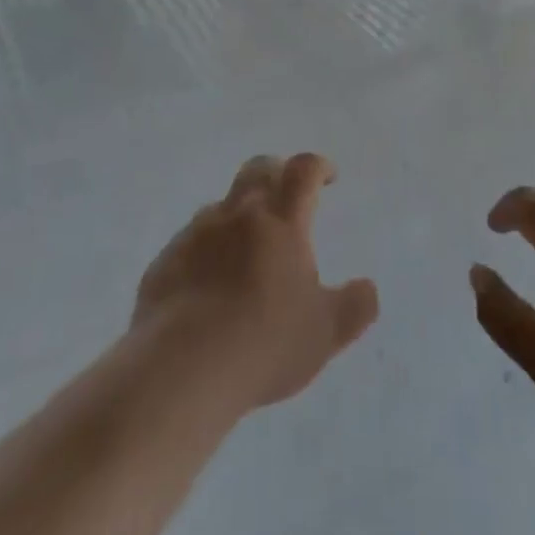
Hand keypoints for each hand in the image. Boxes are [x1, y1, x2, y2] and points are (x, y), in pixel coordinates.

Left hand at [133, 153, 378, 412]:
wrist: (182, 368)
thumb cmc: (264, 343)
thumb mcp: (325, 334)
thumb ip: (353, 307)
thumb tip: (368, 288)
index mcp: (282, 221)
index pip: (303, 171)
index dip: (318, 166)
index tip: (327, 176)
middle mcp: (240, 214)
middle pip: (259, 169)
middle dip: (276, 173)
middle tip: (286, 195)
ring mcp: (198, 233)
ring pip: (222, 205)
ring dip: (238, 214)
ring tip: (245, 251)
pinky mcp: (166, 260)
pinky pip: (190, 242)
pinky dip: (205, 251)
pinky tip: (207, 286)